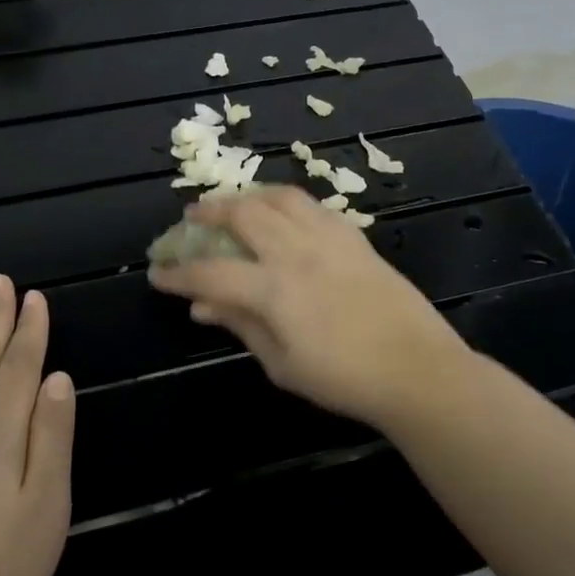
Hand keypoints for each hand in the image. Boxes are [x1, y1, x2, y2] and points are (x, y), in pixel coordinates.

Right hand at [147, 186, 468, 427]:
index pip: (211, 272)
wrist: (416, 369)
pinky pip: (313, 206)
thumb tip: (201, 306)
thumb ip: (240, 326)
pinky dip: (286, 203)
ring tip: (233, 204)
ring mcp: (329, 238)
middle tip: (191, 219)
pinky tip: (281, 214)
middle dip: (209, 213)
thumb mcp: (282, 364)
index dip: (178, 272)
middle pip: (243, 214)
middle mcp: (297, 252)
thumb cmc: (344, 379)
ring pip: (279, 197)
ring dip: (248, 196)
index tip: (157, 272)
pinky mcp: (354, 237)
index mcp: (274, 289)